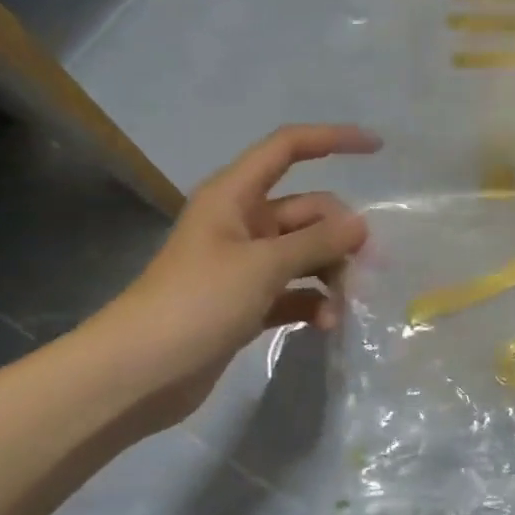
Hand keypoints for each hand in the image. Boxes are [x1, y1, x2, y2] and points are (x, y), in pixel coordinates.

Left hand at [92, 124, 380, 429]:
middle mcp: (242, 223)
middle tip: (370, 267)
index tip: (377, 149)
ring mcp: (244, 265)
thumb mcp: (262, 266)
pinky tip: (328, 324)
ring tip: (348, 304)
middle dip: (340, 233)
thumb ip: (317, 242)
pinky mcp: (247, 303)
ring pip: (304, 253)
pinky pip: (293, 291)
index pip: (288, 148)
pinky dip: (313, 303)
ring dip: (330, 273)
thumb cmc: (196, 303)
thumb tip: (361, 225)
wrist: (137, 374)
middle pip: (307, 211)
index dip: (332, 140)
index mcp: (235, 196)